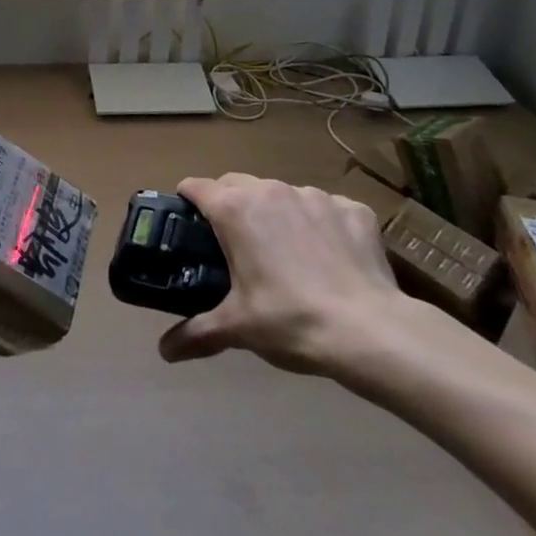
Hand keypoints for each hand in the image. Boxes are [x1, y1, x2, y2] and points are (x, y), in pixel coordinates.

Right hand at [158, 173, 406, 381]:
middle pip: (236, 184)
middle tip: (235, 245)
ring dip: (277, 214)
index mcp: (234, 209)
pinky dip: (321, 225)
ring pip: (282, 194)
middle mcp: (270, 189)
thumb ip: (196, 333)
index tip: (188, 224)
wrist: (371, 332)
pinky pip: (326, 209)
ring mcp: (315, 195)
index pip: (195, 187)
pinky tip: (330, 259)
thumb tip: (164, 351)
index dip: (187, 202)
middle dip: (230, 205)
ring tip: (288, 254)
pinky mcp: (352, 208)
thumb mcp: (237, 328)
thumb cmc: (291, 321)